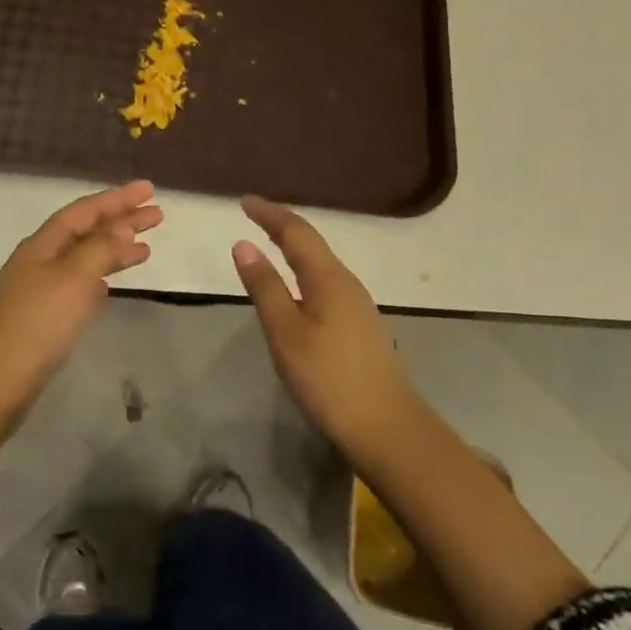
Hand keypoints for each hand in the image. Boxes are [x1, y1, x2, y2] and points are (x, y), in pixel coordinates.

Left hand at [0, 181, 161, 444]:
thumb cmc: (39, 323)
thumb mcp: (74, 278)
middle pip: (86, 231)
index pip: (85, 211)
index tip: (149, 190)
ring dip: (114, 250)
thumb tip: (123, 227)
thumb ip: (101, 249)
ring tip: (146, 248)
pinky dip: (100, 277)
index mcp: (43, 244)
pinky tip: (112, 283)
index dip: (117, 198)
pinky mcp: (44, 315)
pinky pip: (78, 284)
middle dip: (121, 221)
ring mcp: (40, 288)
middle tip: (157, 215)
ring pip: (84, 258)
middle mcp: (40, 259)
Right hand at [232, 195, 416, 456]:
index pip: (296, 232)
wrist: (387, 428)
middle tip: (254, 216)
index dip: (269, 214)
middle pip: (312, 243)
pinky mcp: (360, 327)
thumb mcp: (286, 333)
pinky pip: (326, 283)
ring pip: (321, 264)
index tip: (244, 202)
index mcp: (328, 278)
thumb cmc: (329, 378)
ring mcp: (358, 306)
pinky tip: (297, 288)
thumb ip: (265, 287)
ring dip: (295, 248)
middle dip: (282, 226)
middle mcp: (347, 283)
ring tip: (270, 244)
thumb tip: (243, 244)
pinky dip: (304, 271)